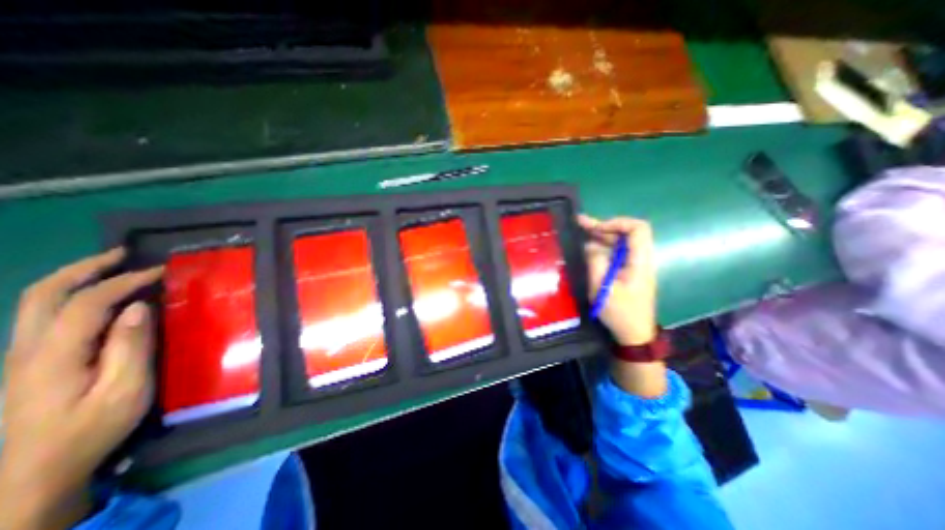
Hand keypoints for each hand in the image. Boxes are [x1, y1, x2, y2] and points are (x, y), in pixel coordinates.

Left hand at [0, 247, 163, 529]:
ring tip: (112, 266)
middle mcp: (27, 349)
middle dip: (84, 268)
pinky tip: (100, 297)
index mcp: (53, 356)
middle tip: (123, 253)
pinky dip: (72, 295)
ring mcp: (22, 355)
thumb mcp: (126, 389)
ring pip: (37, 303)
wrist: (37, 471)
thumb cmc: (93, 428)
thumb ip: (131, 346)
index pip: (87, 303)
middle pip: (43, 295)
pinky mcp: (30, 361)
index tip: (160, 271)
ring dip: (75, 278)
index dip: (124, 282)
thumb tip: (140, 307)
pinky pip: (45, 316)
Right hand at [576, 213, 657, 345]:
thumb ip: (596, 263)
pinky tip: (587, 247)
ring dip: (600, 235)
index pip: (638, 229)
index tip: (596, 229)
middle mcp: (640, 259)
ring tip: (579, 231)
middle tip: (579, 224)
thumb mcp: (603, 289)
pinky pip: (616, 253)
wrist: (634, 334)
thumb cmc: (620, 313)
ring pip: (620, 242)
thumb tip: (590, 245)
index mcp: (640, 261)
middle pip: (626, 233)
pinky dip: (602, 247)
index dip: (617, 223)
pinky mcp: (628, 271)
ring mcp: (634, 265)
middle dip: (603, 226)